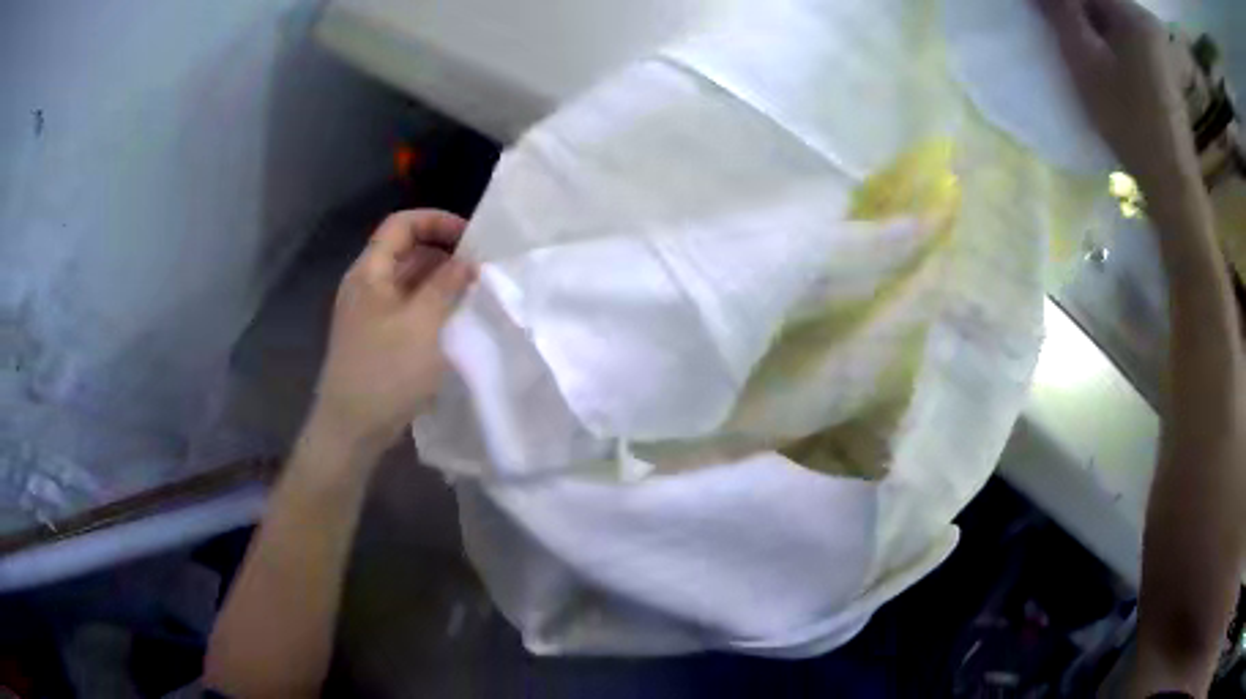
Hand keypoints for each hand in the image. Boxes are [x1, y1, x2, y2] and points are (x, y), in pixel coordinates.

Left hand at [308, 209, 475, 456]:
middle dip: (443, 253)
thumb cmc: (386, 371)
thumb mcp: (422, 324)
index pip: (402, 225)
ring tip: (471, 295)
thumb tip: (467, 260)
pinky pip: (406, 308)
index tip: (471, 238)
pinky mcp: (376, 338)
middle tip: (478, 269)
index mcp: (369, 272)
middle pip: (405, 251)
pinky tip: (451, 322)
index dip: (436, 221)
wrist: (351, 428)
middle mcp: (366, 286)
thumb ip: (446, 285)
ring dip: (439, 282)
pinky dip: (429, 306)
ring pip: (408, 282)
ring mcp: (369, 314)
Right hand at [1037, 0, 1197, 190]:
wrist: (1172, 184)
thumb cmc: (1130, 122)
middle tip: (1064, 39)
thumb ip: (1060, 10)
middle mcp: (1146, 20)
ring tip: (1085, 57)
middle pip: (1100, 3)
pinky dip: (1112, 44)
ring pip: (1113, 20)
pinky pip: (1129, 39)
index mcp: (1132, 13)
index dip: (1062, 3)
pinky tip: (1108, 69)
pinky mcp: (1163, 66)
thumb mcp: (1085, 60)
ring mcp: (1158, 45)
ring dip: (1094, 30)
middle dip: (1078, 14)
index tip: (1046, 19)